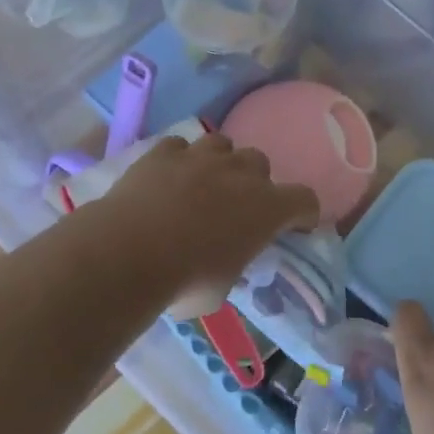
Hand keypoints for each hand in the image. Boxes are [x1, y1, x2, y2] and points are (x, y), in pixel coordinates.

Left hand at [96, 131, 318, 315]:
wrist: (128, 253)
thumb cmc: (185, 281)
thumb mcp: (222, 289)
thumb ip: (231, 267)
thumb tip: (221, 265)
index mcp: (267, 209)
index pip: (305, 199)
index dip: (303, 213)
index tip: (296, 227)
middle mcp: (240, 173)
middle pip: (261, 163)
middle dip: (254, 182)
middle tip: (237, 208)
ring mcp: (200, 157)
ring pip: (222, 144)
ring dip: (219, 162)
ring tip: (203, 183)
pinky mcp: (163, 152)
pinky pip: (179, 146)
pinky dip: (178, 160)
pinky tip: (167, 177)